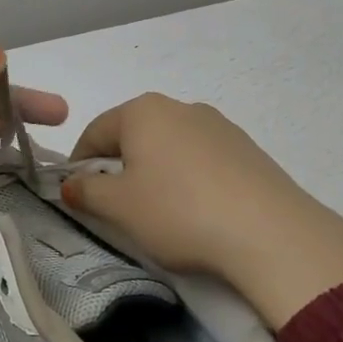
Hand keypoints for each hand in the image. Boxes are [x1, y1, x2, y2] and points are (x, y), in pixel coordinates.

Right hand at [61, 94, 342, 327]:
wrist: (272, 234)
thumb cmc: (179, 212)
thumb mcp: (118, 207)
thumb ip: (86, 192)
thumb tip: (71, 185)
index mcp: (143, 111)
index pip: (95, 131)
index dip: (79, 164)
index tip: (77, 195)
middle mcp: (180, 107)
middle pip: (133, 135)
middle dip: (119, 166)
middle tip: (116, 206)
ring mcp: (219, 126)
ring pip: (169, 147)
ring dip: (155, 173)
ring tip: (160, 213)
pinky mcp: (248, 149)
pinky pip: (202, 160)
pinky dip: (189, 179)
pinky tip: (197, 211)